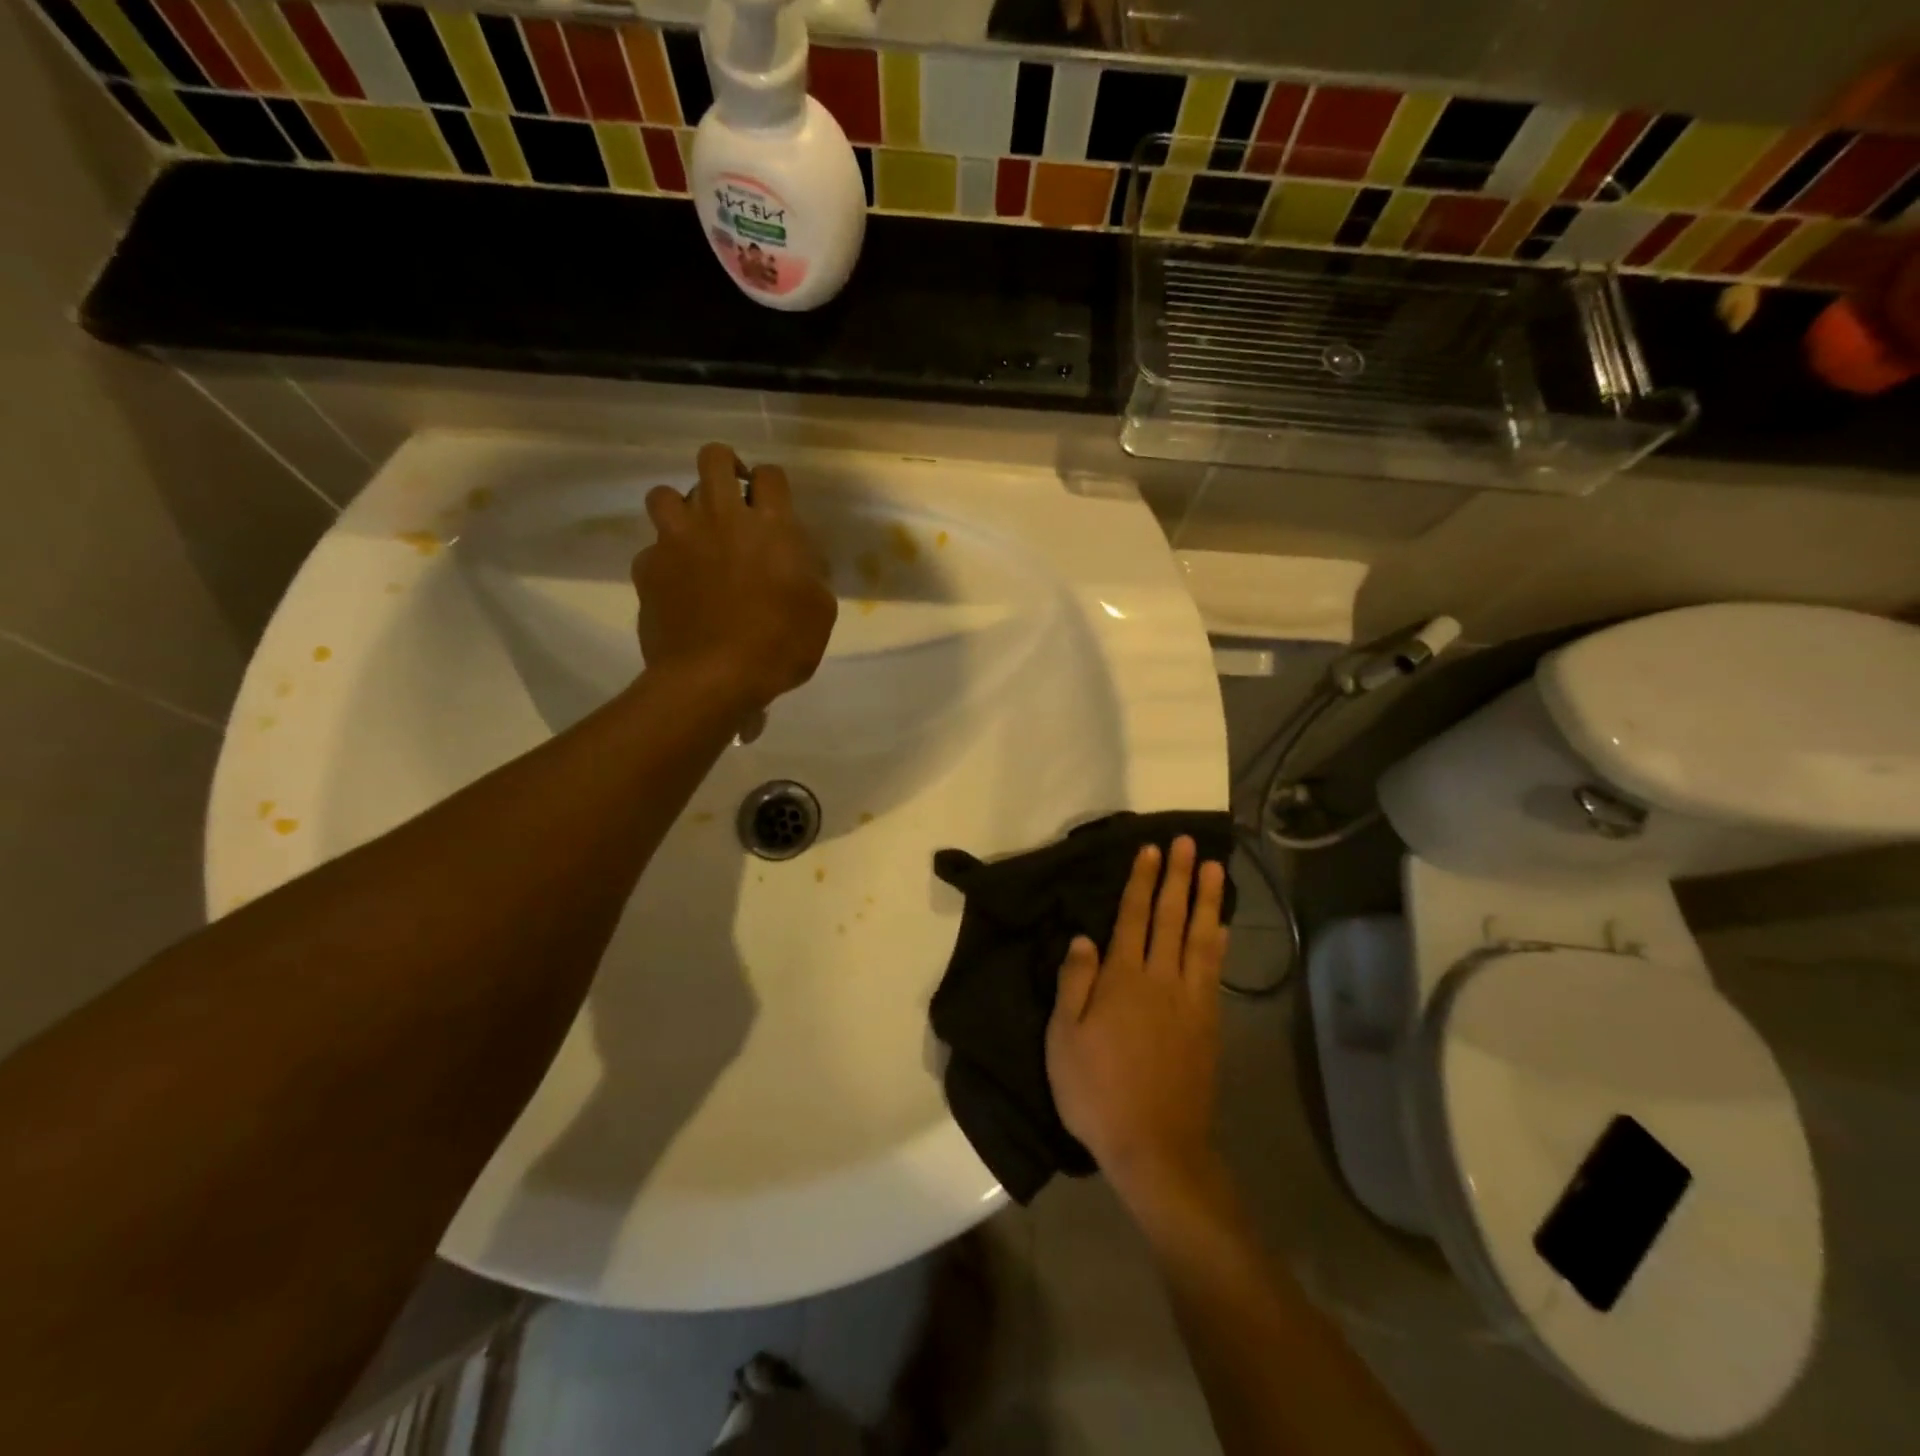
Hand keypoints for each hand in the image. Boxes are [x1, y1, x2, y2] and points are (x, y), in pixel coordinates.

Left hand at [635, 443, 836, 709]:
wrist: (713, 678)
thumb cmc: (779, 646)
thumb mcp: (820, 612)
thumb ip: (811, 575)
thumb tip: (799, 562)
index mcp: (770, 526)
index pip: (770, 475)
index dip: (771, 484)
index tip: (772, 504)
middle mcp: (720, 519)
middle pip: (713, 458)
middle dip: (724, 466)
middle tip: (732, 496)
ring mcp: (677, 540)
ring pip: (664, 494)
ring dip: (681, 506)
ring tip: (694, 534)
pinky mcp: (648, 567)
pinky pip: (651, 549)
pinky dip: (664, 560)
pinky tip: (676, 584)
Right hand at [1047, 837, 1228, 1211]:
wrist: (1155, 1146)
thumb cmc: (1097, 1091)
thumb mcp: (1063, 1038)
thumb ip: (1074, 983)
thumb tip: (1084, 938)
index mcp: (1123, 980)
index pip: (1133, 917)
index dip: (1142, 881)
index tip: (1151, 849)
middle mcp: (1161, 980)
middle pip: (1171, 918)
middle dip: (1178, 877)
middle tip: (1188, 843)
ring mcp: (1191, 1001)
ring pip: (1199, 938)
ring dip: (1206, 900)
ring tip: (1214, 868)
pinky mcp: (1209, 1024)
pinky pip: (1214, 971)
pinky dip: (1219, 943)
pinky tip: (1221, 928)